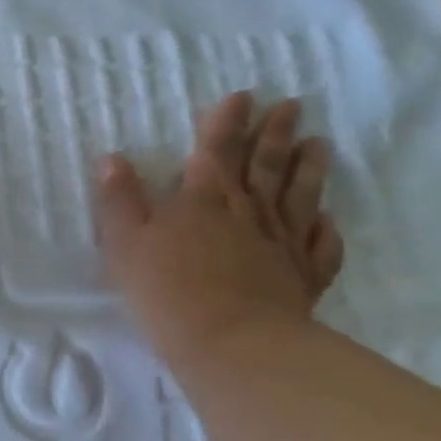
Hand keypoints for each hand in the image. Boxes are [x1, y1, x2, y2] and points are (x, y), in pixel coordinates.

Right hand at [96, 91, 342, 359]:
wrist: (232, 346)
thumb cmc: (168, 290)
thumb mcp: (125, 242)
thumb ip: (119, 199)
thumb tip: (110, 158)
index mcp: (204, 199)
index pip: (217, 149)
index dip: (228, 121)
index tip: (244, 95)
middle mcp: (247, 213)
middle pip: (264, 166)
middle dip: (275, 133)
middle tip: (292, 105)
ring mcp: (280, 245)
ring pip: (298, 197)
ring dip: (308, 169)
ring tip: (319, 144)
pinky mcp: (302, 280)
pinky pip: (318, 248)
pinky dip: (325, 232)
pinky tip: (330, 221)